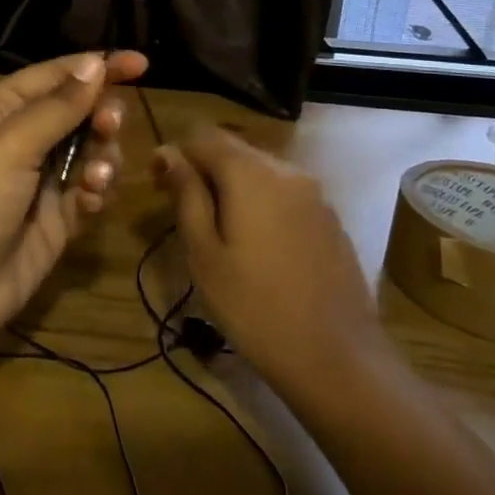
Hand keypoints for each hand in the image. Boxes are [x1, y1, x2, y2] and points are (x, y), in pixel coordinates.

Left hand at [0, 50, 147, 347]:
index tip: (142, 64)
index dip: (99, 67)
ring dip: (102, 159)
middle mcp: (24, 138)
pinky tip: (86, 204)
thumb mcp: (12, 145)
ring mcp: (42, 179)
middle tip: (110, 127)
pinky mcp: (58, 217)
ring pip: (93, 152)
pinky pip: (90, 192)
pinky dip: (94, 194)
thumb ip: (59, 107)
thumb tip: (96, 63)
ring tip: (94, 178)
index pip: (58, 76)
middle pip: (81, 113)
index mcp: (3, 109)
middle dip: (102, 117)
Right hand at [152, 127, 380, 388]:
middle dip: (203, 169)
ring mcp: (315, 194)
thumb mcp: (205, 253)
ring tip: (218, 230)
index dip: (175, 154)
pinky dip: (262, 203)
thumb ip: (187, 195)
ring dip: (232, 186)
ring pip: (261, 171)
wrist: (337, 358)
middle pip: (234, 150)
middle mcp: (286, 171)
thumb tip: (169, 154)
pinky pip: (286, 194)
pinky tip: (257, 245)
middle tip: (182, 210)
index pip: (202, 136)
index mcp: (250, 173)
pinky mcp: (330, 219)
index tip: (157, 187)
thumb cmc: (254, 307)